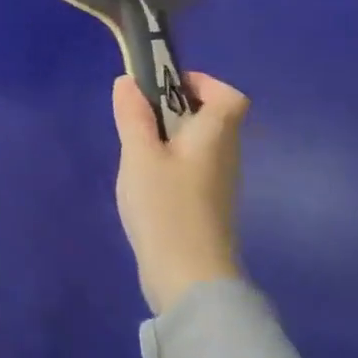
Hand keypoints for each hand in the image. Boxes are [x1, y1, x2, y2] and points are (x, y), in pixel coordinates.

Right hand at [113, 72, 248, 314]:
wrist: (188, 277)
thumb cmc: (166, 207)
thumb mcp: (140, 155)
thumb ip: (133, 116)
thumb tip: (128, 81)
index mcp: (215, 136)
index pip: (229, 96)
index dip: (202, 83)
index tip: (163, 85)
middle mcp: (226, 155)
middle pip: (213, 118)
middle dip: (176, 107)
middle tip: (138, 114)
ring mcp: (219, 183)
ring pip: (200, 144)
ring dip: (171, 135)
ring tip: (136, 146)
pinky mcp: (207, 206)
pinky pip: (193, 167)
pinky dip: (171, 160)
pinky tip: (145, 178)